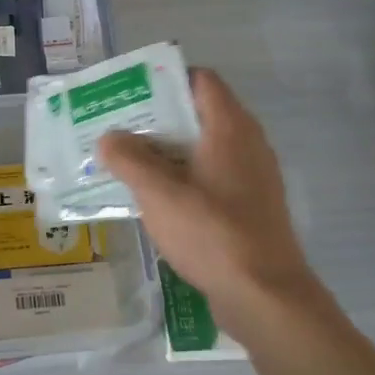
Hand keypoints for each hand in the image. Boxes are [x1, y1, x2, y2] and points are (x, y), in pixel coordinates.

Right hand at [97, 69, 316, 328]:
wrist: (265, 294)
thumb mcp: (159, 193)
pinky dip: (183, 179)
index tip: (130, 93)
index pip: (201, 80)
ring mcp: (252, 177)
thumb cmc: (212, 233)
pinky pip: (211, 178)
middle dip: (157, 119)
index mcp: (230, 128)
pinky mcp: (250, 207)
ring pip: (203, 149)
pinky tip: (155, 200)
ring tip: (127, 163)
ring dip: (167, 152)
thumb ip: (129, 160)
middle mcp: (247, 143)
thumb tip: (108, 138)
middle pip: (199, 114)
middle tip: (117, 129)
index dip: (165, 79)